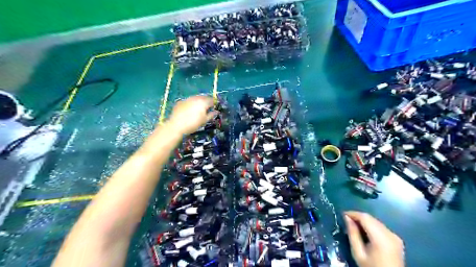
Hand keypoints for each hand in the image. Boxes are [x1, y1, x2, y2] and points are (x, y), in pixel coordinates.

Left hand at [167, 94, 216, 135]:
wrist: (176, 125)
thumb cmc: (193, 124)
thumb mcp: (204, 120)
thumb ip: (211, 115)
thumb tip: (217, 112)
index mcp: (203, 102)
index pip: (212, 100)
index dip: (214, 104)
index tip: (215, 108)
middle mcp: (196, 98)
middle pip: (204, 97)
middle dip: (207, 101)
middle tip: (208, 108)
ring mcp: (187, 99)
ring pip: (196, 98)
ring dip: (199, 102)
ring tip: (199, 109)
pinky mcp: (181, 102)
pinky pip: (189, 101)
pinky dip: (191, 104)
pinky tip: (190, 110)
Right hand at [345, 211, 402, 266]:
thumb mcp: (358, 253)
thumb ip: (353, 234)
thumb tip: (347, 218)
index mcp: (381, 238)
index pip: (365, 218)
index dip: (353, 213)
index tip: (342, 215)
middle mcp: (390, 234)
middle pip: (371, 218)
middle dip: (358, 217)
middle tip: (346, 221)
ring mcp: (395, 236)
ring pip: (376, 221)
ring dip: (364, 221)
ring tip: (354, 226)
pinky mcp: (396, 239)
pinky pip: (381, 227)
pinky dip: (371, 226)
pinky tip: (365, 231)